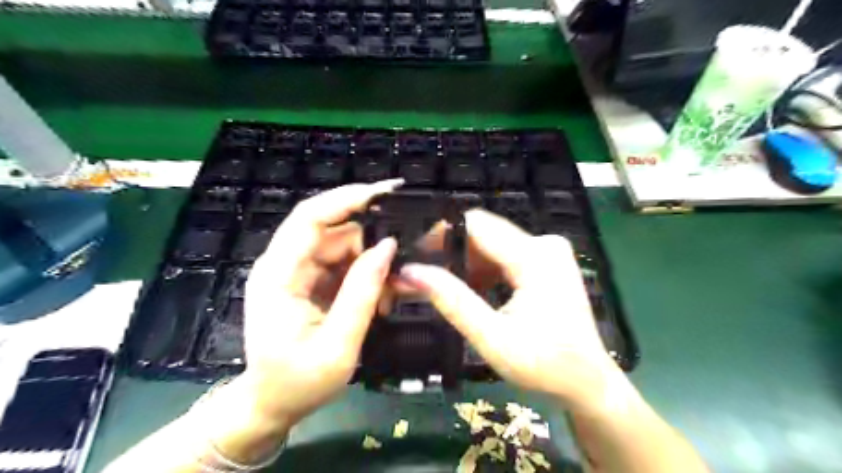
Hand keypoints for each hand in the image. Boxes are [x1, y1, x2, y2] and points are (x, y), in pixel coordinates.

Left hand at [240, 179, 399, 427]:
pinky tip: (378, 298)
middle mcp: (284, 264)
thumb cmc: (297, 383)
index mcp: (279, 274)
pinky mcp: (308, 281)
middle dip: (371, 243)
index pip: (310, 217)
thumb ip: (363, 292)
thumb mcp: (338, 344)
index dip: (348, 198)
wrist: (270, 405)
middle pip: (334, 231)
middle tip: (403, 266)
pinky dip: (365, 275)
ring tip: (388, 296)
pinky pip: (343, 264)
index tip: (388, 192)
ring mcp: (296, 271)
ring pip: (343, 247)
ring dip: (371, 264)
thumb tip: (388, 245)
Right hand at [398, 208, 619, 408]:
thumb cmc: (545, 366)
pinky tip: (471, 290)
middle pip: (484, 232)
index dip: (441, 233)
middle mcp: (544, 243)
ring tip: (443, 287)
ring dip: (466, 262)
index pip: (477, 225)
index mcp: (535, 257)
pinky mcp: (546, 261)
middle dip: (451, 250)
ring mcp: (548, 251)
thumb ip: (453, 301)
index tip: (414, 255)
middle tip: (423, 276)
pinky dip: (483, 269)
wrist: (589, 382)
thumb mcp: (493, 338)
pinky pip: (505, 254)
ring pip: (492, 243)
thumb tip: (411, 272)